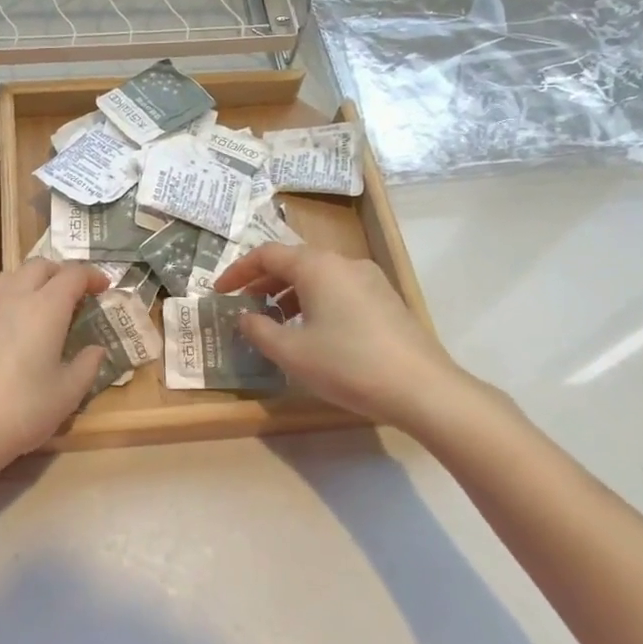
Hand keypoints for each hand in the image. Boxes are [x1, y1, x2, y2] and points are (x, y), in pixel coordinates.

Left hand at [0, 259, 108, 494]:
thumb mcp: (67, 395)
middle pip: (39, 266)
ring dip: (30, 281)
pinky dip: (8, 302)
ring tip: (40, 305)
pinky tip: (9, 332)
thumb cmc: (20, 411)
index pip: (73, 275)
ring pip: (10, 277)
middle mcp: (13, 298)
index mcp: (45, 307)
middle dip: (61, 273)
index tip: (104, 287)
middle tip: (74, 294)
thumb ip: (86, 366)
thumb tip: (96, 350)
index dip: (92, 276)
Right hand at [215, 243, 474, 427]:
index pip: (266, 255)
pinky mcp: (386, 300)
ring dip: (289, 294)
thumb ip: (259, 330)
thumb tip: (244, 316)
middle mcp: (344, 263)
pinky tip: (313, 332)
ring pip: (318, 276)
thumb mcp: (291, 352)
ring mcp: (370, 279)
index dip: (238, 271)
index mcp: (317, 266)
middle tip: (243, 306)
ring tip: (275, 322)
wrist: (422, 388)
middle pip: (294, 262)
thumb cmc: (348, 365)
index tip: (219, 292)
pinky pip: (339, 289)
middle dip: (263, 282)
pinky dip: (315, 301)